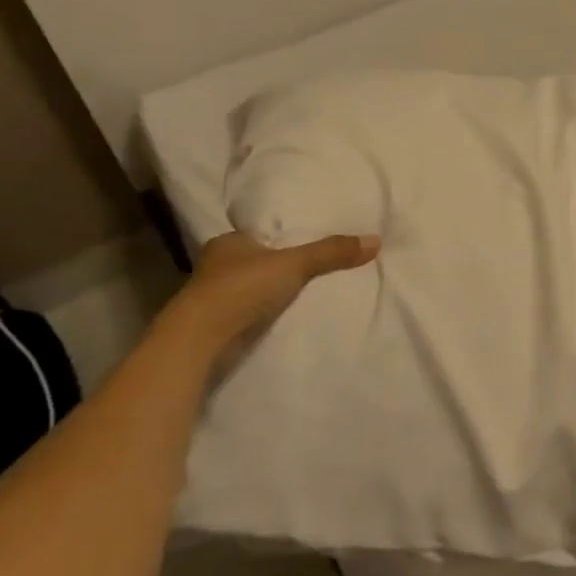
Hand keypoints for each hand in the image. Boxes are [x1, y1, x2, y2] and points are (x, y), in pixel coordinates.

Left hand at [167, 231, 381, 357]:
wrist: (200, 340)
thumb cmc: (241, 289)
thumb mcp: (294, 264)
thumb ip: (331, 253)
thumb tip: (376, 240)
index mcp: (228, 242)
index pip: (259, 234)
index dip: (281, 238)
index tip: (305, 243)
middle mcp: (217, 266)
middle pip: (256, 261)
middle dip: (277, 266)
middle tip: (312, 268)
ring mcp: (213, 298)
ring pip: (250, 289)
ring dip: (270, 293)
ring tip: (305, 294)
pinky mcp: (217, 326)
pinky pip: (249, 314)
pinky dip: (264, 315)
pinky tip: (285, 318)